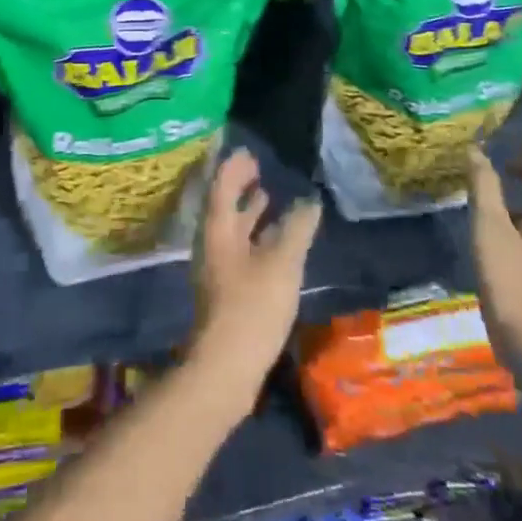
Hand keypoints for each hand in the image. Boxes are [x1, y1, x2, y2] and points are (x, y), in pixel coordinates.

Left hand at [187, 149, 321, 419]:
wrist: (226, 369)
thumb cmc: (252, 307)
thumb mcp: (282, 263)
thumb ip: (296, 229)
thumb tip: (309, 201)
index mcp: (218, 229)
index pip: (222, 185)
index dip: (234, 167)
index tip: (249, 151)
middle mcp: (212, 243)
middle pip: (223, 205)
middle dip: (240, 186)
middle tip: (260, 168)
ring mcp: (217, 268)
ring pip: (231, 229)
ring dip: (247, 211)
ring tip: (268, 196)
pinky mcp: (226, 290)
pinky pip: (239, 248)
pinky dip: (254, 235)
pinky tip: (274, 242)